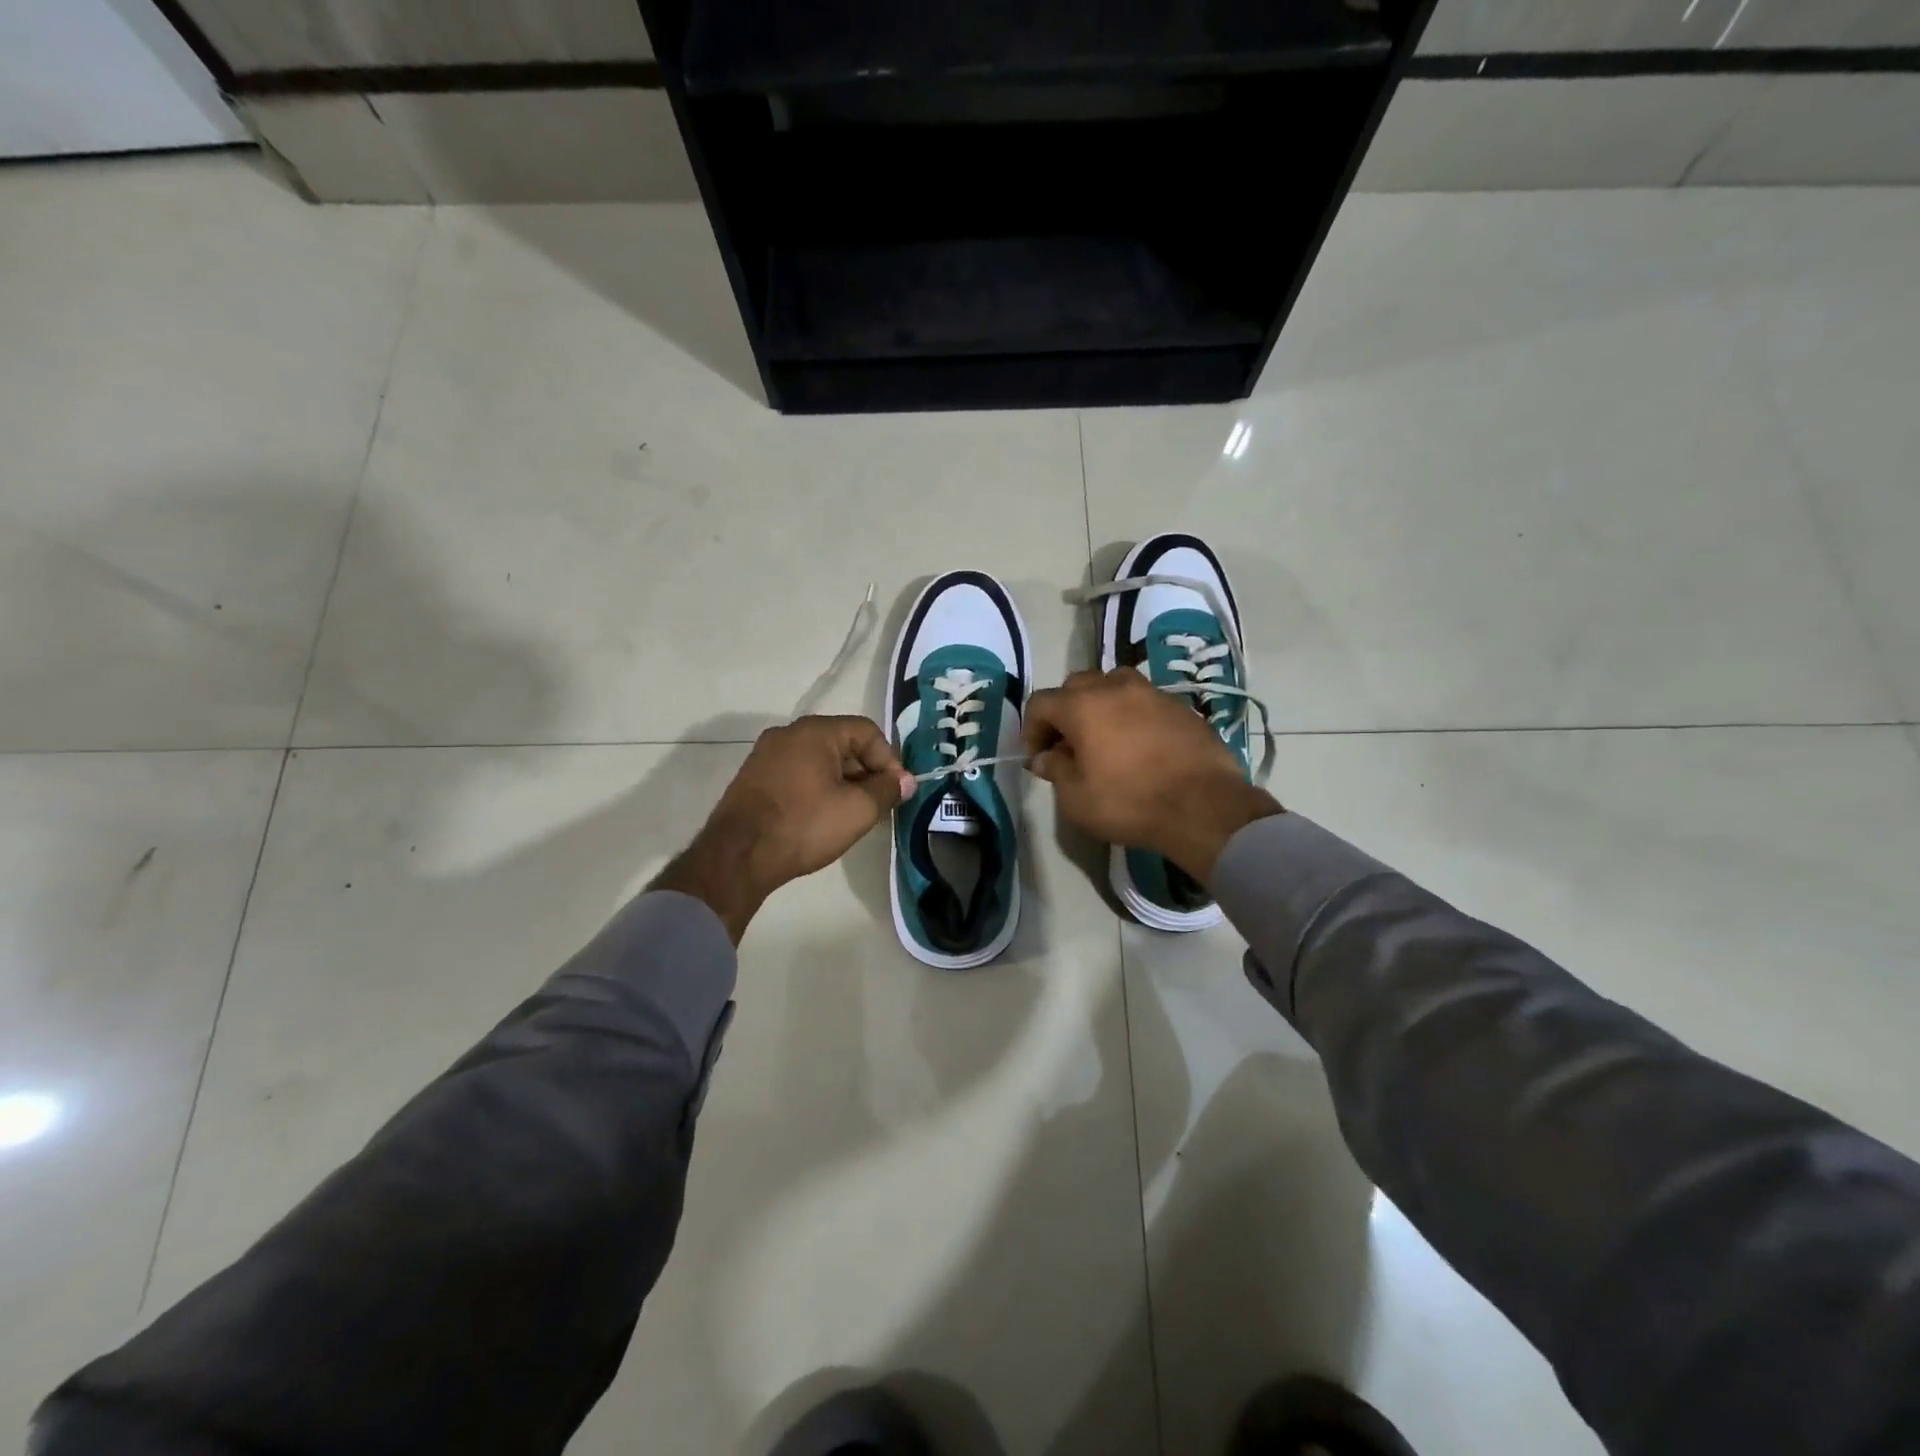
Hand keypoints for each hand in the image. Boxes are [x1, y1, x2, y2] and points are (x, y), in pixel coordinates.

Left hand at [654, 716, 914, 942]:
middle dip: (866, 771)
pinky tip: (821, 816)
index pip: (867, 731)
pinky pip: (797, 772)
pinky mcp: (753, 777)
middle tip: (877, 804)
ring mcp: (766, 754)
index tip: (895, 791)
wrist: (737, 857)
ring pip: (819, 759)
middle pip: (842, 742)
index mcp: (815, 731)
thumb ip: (887, 790)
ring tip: (851, 813)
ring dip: (842, 781)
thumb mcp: (858, 810)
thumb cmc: (804, 826)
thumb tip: (905, 781)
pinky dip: (817, 787)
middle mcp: (788, 733)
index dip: (889, 759)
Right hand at [1024, 669, 1281, 880]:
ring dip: (1100, 705)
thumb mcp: (1076, 798)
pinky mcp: (1181, 706)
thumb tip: (1046, 757)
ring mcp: (1152, 693)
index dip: (1031, 729)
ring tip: (1105, 738)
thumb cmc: (1129, 802)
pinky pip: (1144, 701)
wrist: (1204, 806)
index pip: (1041, 702)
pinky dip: (1132, 715)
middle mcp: (1115, 687)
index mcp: (1083, 705)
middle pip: (1076, 685)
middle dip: (1064, 712)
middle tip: (1068, 746)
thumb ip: (1056, 770)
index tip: (1038, 757)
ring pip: (1114, 685)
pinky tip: (1139, 746)